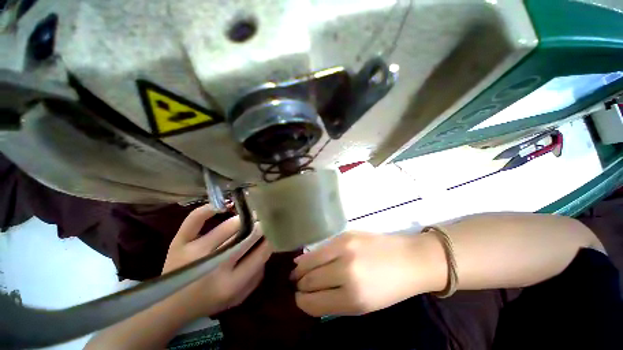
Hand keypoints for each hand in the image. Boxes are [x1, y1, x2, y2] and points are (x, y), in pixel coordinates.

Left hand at [162, 205, 271, 318]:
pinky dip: (208, 209)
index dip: (271, 239)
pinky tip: (222, 206)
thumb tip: (267, 247)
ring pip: (228, 226)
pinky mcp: (179, 243)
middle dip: (260, 226)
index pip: (261, 254)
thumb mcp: (238, 298)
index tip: (274, 231)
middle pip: (247, 237)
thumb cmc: (208, 302)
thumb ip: (257, 276)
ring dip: (243, 219)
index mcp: (231, 283)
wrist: (169, 305)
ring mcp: (194, 252)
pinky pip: (196, 219)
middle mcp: (215, 266)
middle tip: (264, 220)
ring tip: (249, 216)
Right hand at [290, 232, 444, 316]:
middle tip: (295, 285)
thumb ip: (335, 301)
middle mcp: (346, 272)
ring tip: (295, 272)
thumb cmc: (389, 287)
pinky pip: (321, 247)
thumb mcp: (364, 305)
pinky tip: (304, 258)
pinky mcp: (345, 235)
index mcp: (353, 298)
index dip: (302, 302)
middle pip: (310, 280)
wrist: (409, 259)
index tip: (297, 299)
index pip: (315, 302)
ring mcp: (344, 249)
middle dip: (299, 285)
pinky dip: (309, 255)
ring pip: (311, 261)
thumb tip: (311, 295)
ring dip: (300, 269)